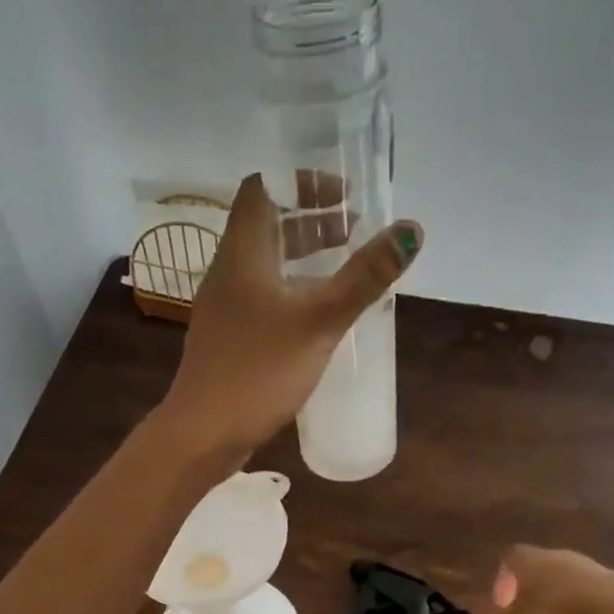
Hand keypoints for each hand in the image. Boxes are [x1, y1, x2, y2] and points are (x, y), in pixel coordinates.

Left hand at [157, 173, 422, 456]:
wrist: (204, 433)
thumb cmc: (258, 371)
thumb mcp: (319, 321)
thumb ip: (364, 277)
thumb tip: (410, 230)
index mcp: (242, 253)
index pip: (263, 188)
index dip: (302, 181)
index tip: (344, 193)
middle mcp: (228, 273)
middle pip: (267, 226)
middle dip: (311, 220)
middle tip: (355, 229)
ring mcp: (226, 309)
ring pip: (266, 266)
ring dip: (304, 258)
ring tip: (345, 269)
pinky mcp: (230, 340)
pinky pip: (264, 299)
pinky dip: (293, 292)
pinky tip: (318, 317)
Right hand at [451, 545, 613, 613]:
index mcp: (530, 563)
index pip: (509, 560)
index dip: (502, 581)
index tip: (503, 607)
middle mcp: (559, 558)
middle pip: (539, 571)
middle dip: (531, 595)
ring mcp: (590, 570)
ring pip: (569, 588)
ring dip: (561, 609)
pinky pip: (596, 603)